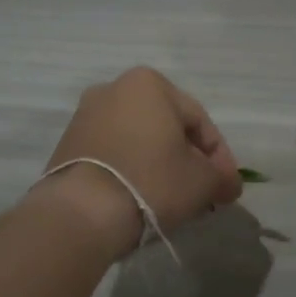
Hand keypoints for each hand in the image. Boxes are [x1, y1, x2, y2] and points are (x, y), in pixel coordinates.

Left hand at [35, 67, 242, 256]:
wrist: (81, 212)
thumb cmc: (151, 181)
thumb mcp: (202, 181)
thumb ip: (222, 177)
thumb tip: (228, 184)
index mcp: (149, 84)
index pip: (199, 121)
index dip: (219, 156)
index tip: (226, 186)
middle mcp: (114, 89)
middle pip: (166, 127)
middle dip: (187, 158)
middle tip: (202, 191)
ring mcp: (85, 116)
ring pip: (138, 139)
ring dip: (159, 163)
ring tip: (171, 197)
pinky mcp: (67, 144)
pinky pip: (112, 153)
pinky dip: (131, 169)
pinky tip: (140, 196)